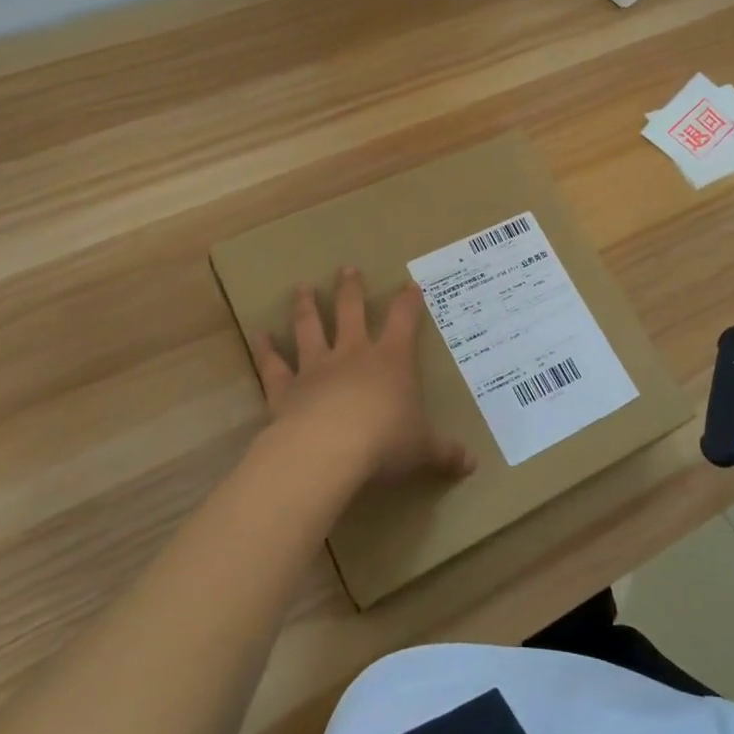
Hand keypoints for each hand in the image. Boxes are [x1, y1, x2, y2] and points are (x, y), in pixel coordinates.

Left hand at [254, 268, 476, 484]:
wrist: (327, 450)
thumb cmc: (384, 442)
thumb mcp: (423, 449)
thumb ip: (444, 453)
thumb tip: (473, 465)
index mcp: (391, 361)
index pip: (403, 322)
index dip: (408, 302)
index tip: (409, 284)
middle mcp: (352, 355)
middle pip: (351, 312)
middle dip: (351, 289)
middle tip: (346, 268)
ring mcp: (315, 368)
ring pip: (310, 328)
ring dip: (306, 307)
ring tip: (301, 287)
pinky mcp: (285, 389)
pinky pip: (273, 365)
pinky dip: (266, 350)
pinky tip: (259, 335)